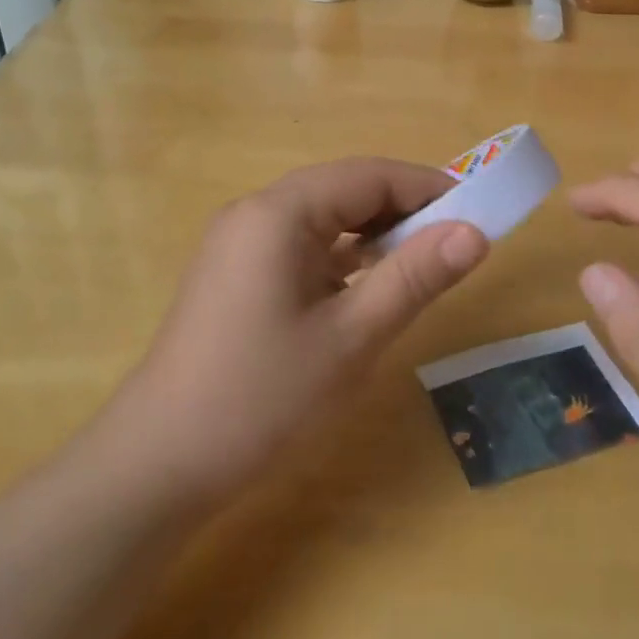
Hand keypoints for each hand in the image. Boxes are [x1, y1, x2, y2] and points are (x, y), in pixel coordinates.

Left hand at [124, 158, 487, 501]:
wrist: (160, 463)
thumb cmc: (262, 397)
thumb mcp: (350, 338)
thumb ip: (413, 278)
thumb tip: (475, 233)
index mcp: (279, 213)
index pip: (368, 176)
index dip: (426, 187)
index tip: (478, 211)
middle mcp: (255, 213)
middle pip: (343, 189)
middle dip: (402, 208)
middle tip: (456, 241)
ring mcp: (239, 243)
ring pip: (322, 217)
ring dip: (372, 233)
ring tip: (421, 263)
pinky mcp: (235, 273)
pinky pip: (300, 245)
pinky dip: (341, 256)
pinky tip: (366, 287)